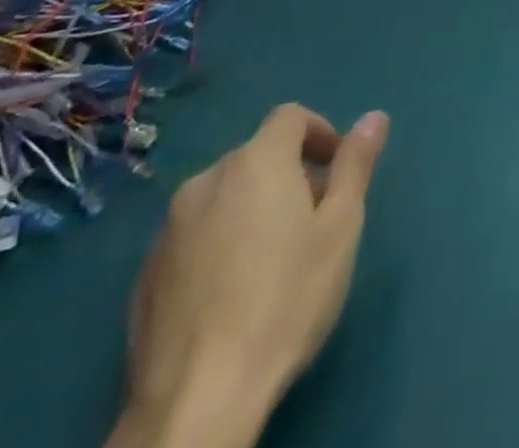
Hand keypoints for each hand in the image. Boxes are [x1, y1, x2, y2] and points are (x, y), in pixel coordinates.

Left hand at [108, 104, 390, 447]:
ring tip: (273, 262)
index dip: (319, 133)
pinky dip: (218, 244)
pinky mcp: (144, 274)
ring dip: (251, 210)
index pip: (290, 117)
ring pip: (223, 197)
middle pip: (257, 157)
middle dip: (289, 176)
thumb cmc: (285, 301)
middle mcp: (207, 180)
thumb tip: (375, 117)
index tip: (337, 170)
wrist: (196, 400)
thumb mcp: (340, 229)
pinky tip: (232, 295)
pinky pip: (194, 237)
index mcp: (256, 162)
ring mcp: (168, 228)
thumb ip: (355, 166)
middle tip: (314, 223)